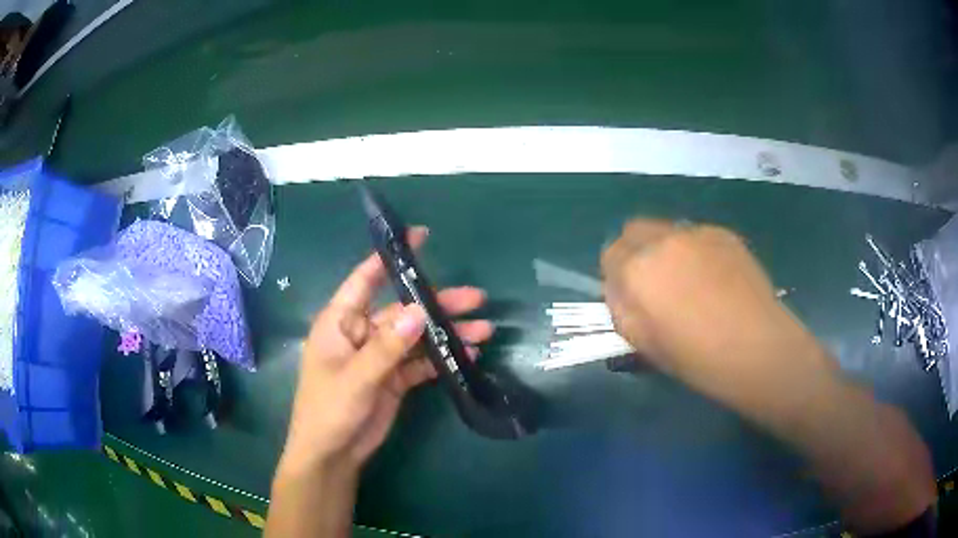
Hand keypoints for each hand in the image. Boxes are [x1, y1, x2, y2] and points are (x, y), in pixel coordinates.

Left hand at [280, 227, 493, 471]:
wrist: (332, 454)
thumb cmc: (329, 410)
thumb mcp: (356, 378)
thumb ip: (387, 346)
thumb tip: (418, 311)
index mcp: (341, 322)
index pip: (366, 279)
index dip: (390, 257)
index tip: (421, 236)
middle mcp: (362, 333)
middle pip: (404, 310)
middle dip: (438, 304)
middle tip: (476, 298)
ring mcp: (380, 356)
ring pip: (418, 336)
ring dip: (447, 333)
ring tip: (483, 331)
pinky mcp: (394, 378)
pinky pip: (421, 362)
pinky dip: (442, 359)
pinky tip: (467, 356)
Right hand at [601, 219, 797, 378]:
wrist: (757, 347)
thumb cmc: (697, 357)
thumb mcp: (644, 344)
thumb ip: (621, 309)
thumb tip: (621, 289)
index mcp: (637, 270)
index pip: (610, 254)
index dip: (617, 275)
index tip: (631, 296)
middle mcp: (663, 240)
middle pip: (634, 230)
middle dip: (636, 252)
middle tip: (654, 283)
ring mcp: (697, 232)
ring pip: (667, 231)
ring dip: (666, 250)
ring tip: (690, 282)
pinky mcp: (724, 233)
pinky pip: (697, 236)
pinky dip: (696, 251)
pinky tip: (716, 279)